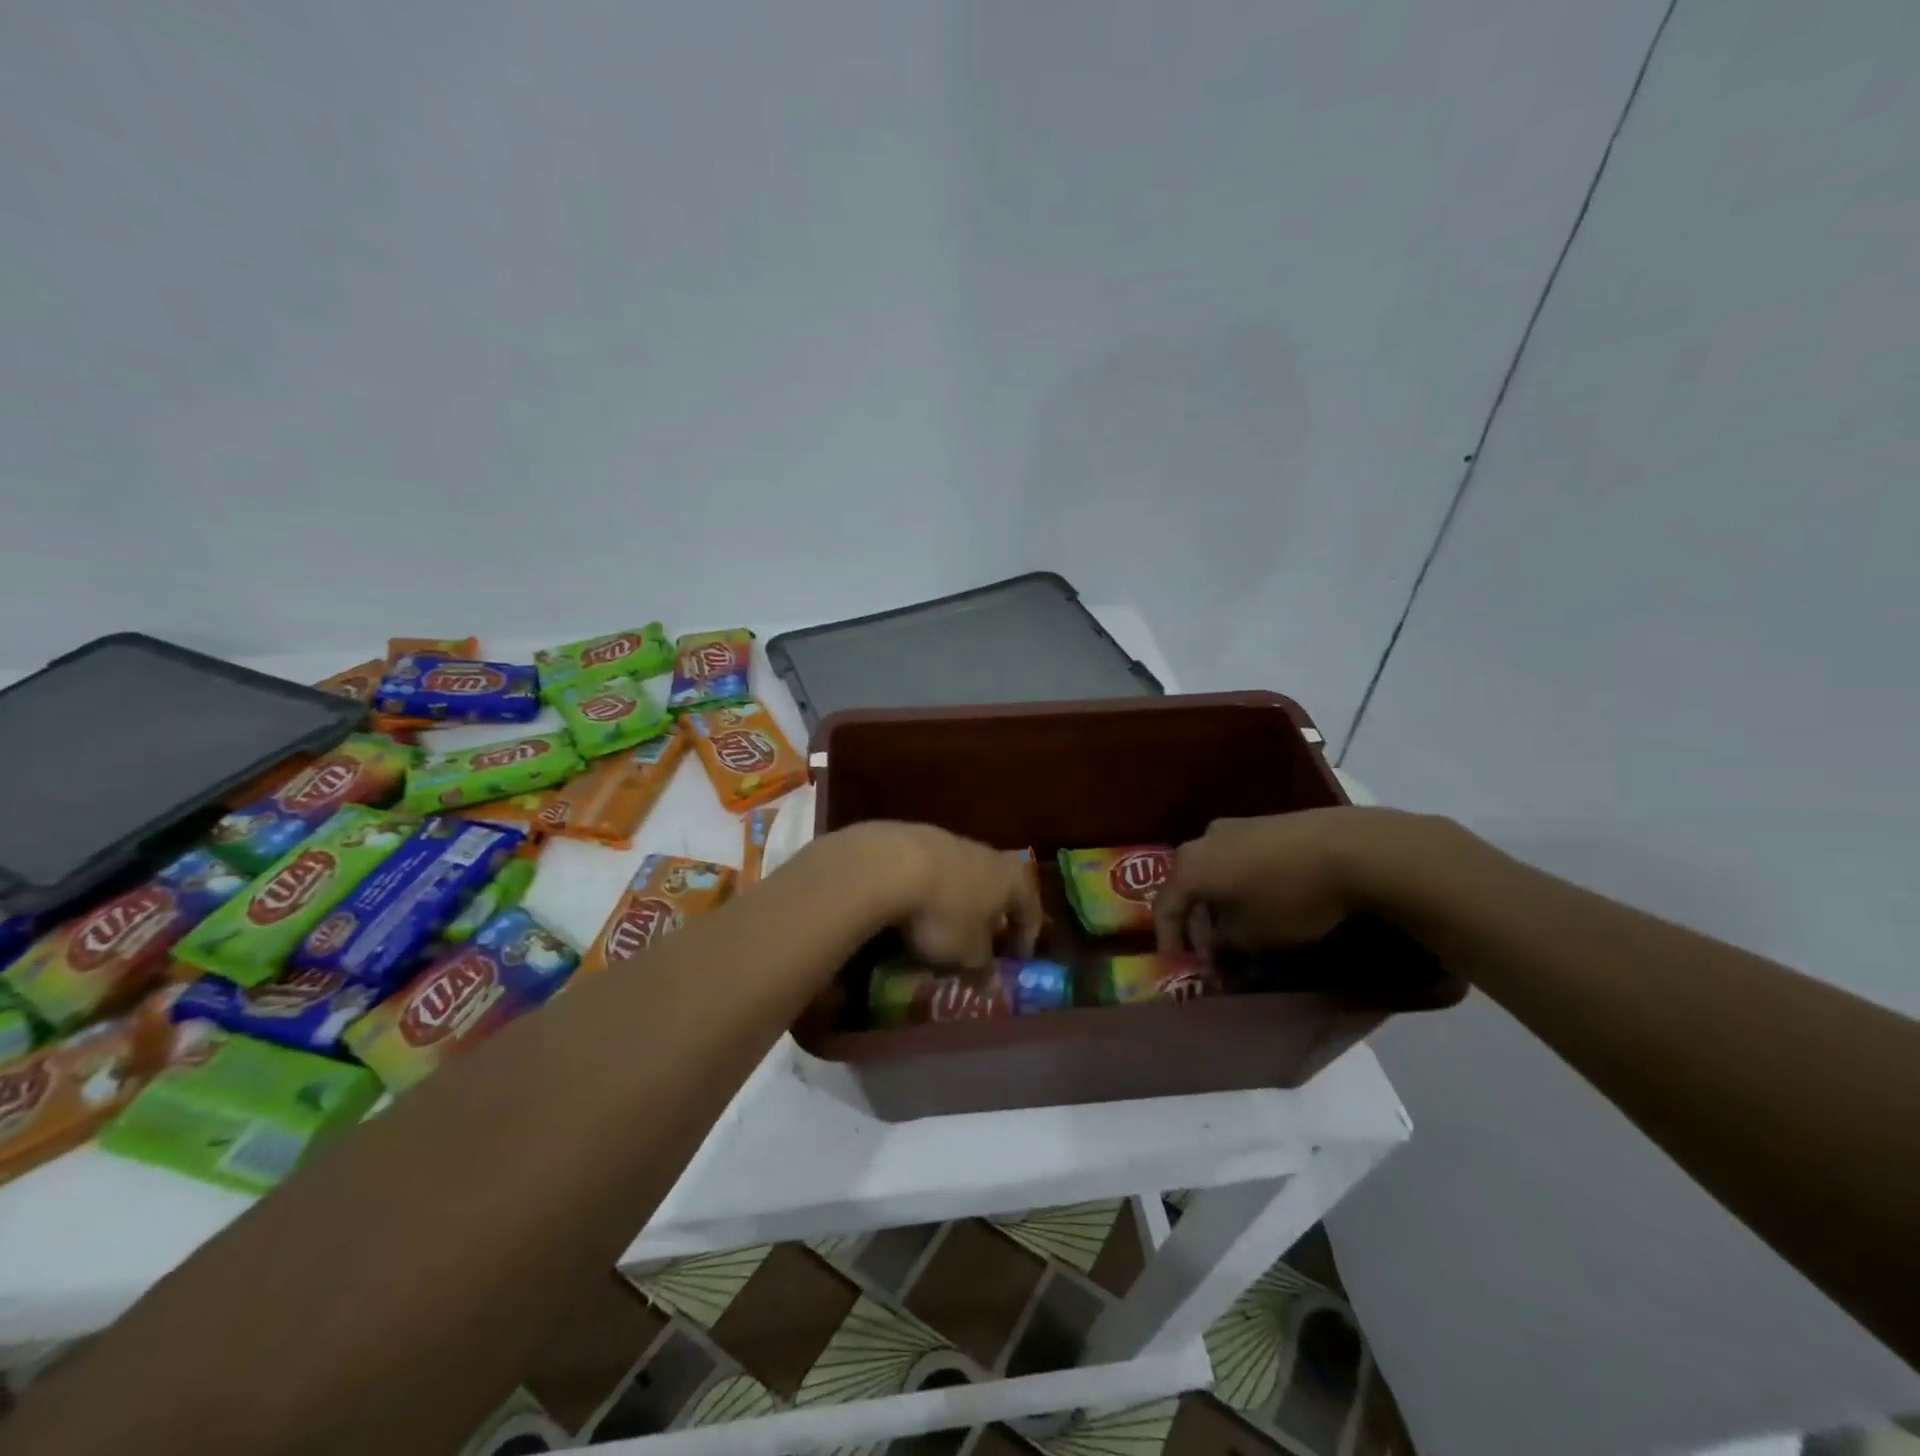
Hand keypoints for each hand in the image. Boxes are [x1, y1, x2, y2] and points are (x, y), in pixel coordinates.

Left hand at [827, 822, 1042, 969]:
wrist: (892, 863)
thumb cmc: (946, 913)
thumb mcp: (969, 954)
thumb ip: (983, 967)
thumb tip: (989, 980)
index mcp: (1013, 880)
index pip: (1031, 911)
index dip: (1026, 939)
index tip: (1016, 961)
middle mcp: (989, 855)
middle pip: (999, 889)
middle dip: (992, 916)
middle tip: (984, 942)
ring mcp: (952, 842)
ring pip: (966, 878)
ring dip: (960, 903)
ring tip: (945, 929)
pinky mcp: (917, 839)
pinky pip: (934, 873)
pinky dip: (932, 892)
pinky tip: (916, 910)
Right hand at [1153, 807, 1444, 954]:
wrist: (1348, 848)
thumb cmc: (1290, 897)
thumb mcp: (1254, 935)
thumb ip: (1224, 942)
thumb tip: (1215, 945)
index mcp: (1190, 867)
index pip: (1164, 907)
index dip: (1168, 940)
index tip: (1178, 965)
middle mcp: (1202, 840)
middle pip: (1186, 885)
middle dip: (1194, 922)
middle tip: (1209, 951)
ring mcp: (1233, 827)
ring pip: (1211, 870)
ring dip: (1216, 901)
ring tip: (1235, 928)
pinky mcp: (1262, 823)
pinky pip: (1235, 858)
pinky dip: (1236, 883)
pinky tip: (1257, 900)